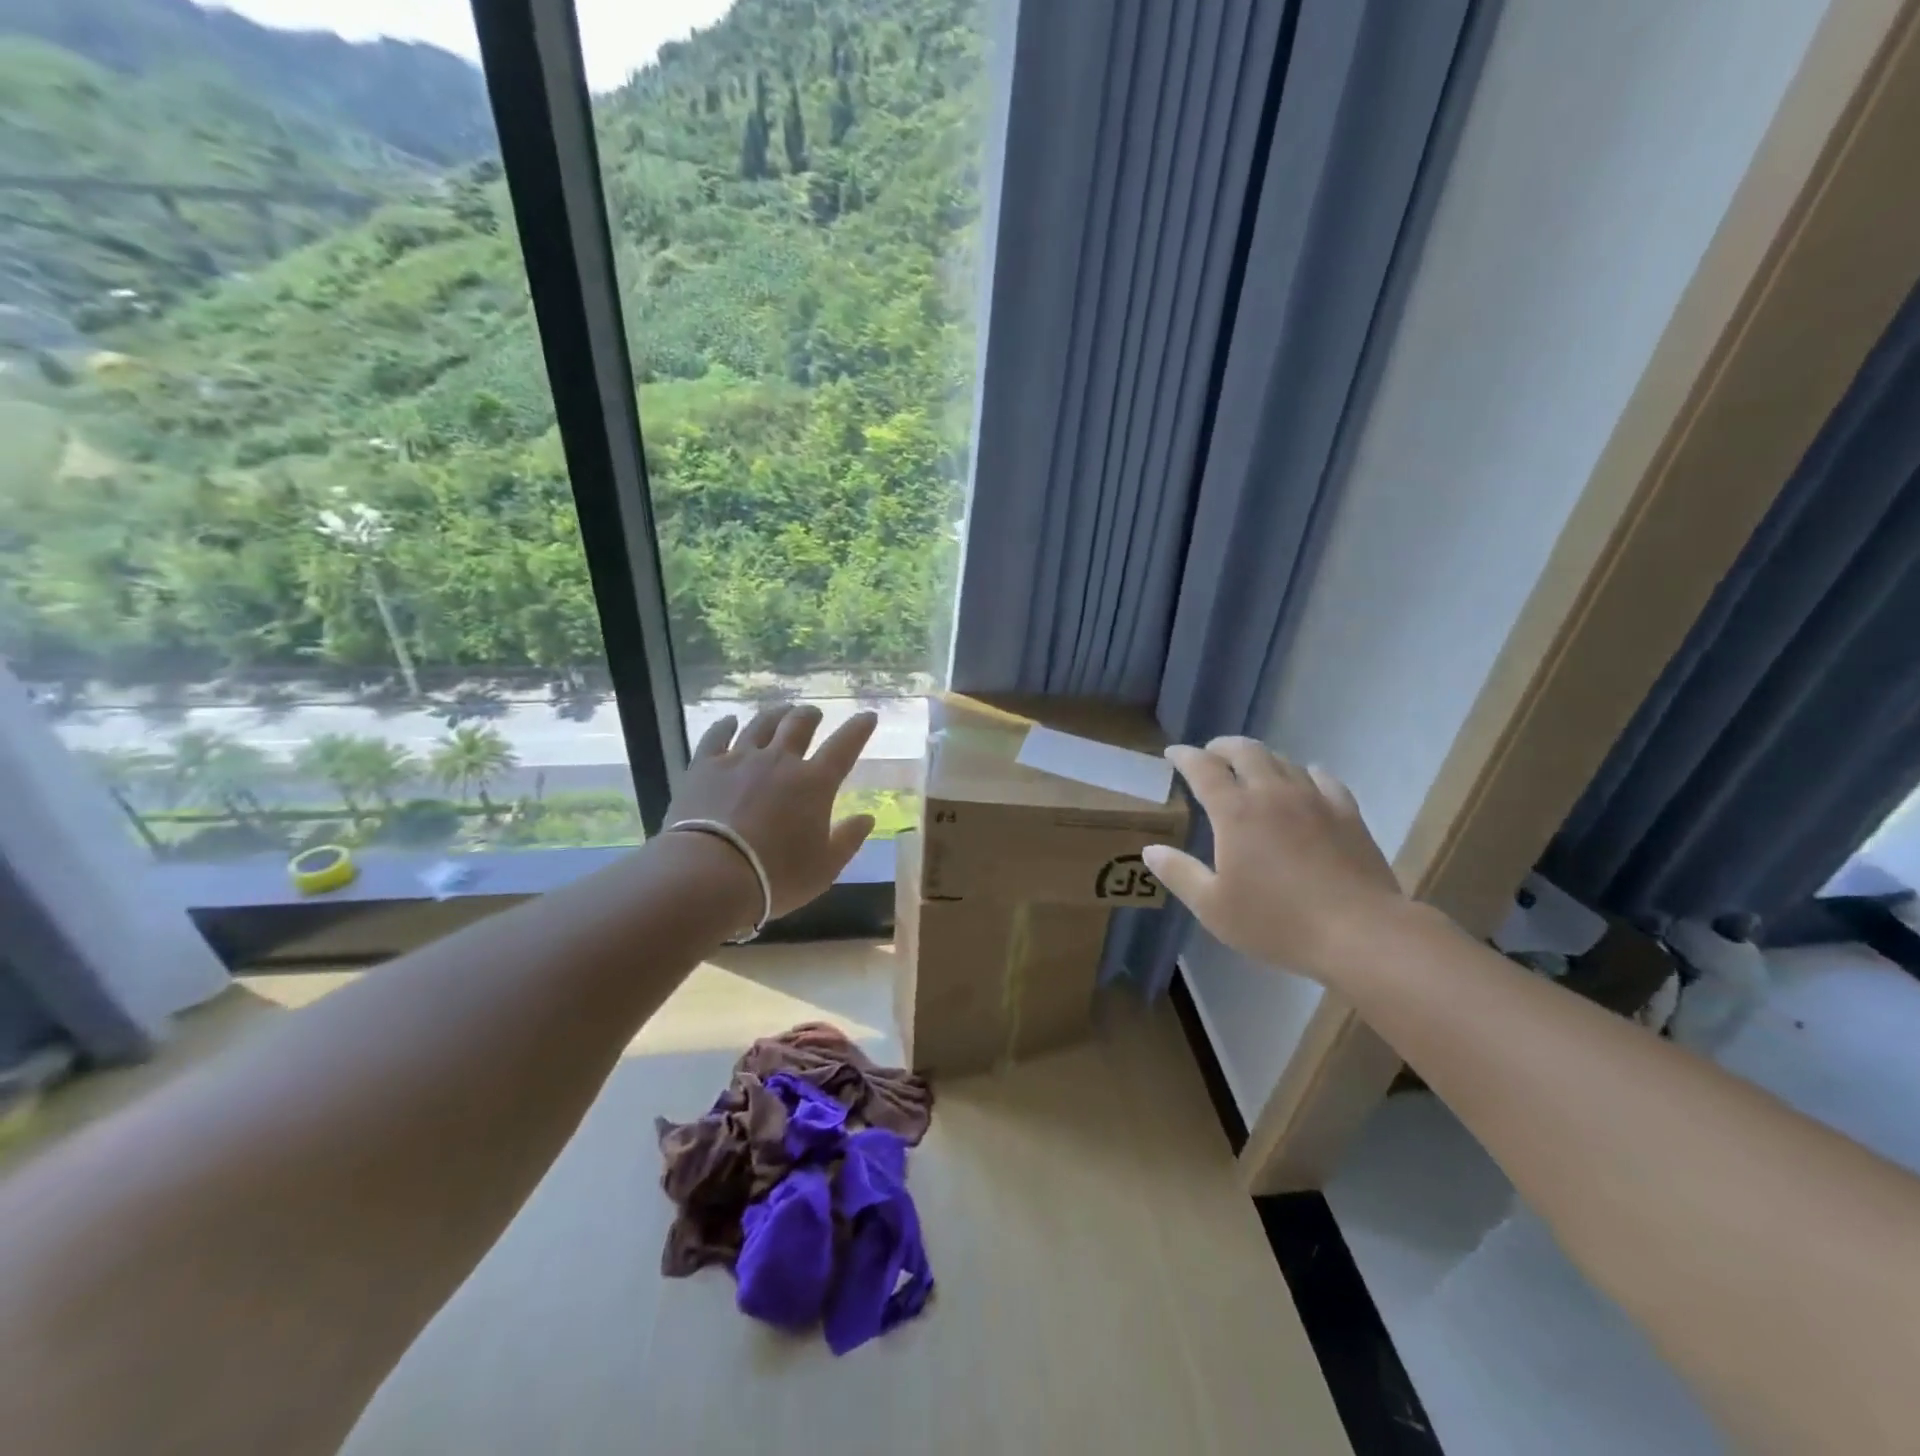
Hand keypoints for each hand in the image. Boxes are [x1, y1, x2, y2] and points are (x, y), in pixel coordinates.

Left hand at [664, 704, 877, 919]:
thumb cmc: (775, 876)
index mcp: (814, 783)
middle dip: (810, 715)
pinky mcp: (705, 766)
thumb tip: (867, 818)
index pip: (844, 746)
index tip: (868, 716)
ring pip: (761, 724)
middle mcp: (780, 761)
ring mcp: (740, 759)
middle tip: (814, 714)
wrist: (709, 874)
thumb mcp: (824, 868)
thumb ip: (848, 840)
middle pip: (799, 725)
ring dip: (775, 714)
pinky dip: (725, 725)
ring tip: (781, 710)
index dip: (859, 729)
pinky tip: (729, 720)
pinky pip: (717, 736)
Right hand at [1144, 737, 1403, 982]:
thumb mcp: (1213, 907)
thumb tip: (1150, 850)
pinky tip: (1304, 780)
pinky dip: (1304, 773)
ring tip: (1251, 769)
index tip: (1172, 754)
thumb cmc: (1276, 922)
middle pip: (1245, 751)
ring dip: (1260, 758)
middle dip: (1222, 747)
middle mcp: (1272, 793)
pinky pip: (1322, 778)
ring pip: (1282, 760)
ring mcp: (1314, 799)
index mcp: (1235, 812)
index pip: (1203, 768)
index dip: (1184, 757)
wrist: (1359, 933)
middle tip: (1210, 755)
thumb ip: (1179, 873)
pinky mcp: (1347, 813)